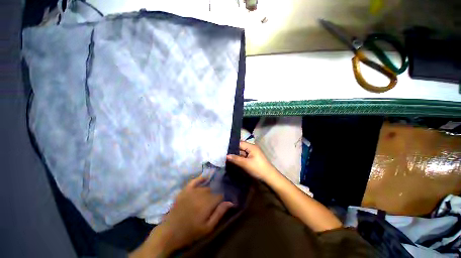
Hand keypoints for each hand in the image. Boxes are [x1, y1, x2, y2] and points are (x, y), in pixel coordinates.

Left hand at [130, 177, 232, 257]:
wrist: (170, 232)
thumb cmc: (190, 232)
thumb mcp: (208, 228)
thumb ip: (219, 213)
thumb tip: (231, 202)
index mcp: (207, 204)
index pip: (219, 196)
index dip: (221, 200)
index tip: (220, 204)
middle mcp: (201, 194)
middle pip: (212, 191)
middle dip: (214, 196)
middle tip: (212, 203)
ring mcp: (192, 191)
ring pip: (205, 187)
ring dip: (208, 190)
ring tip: (207, 197)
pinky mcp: (185, 190)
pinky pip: (194, 181)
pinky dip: (200, 178)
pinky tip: (205, 178)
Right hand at [226, 141, 278, 181]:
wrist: (269, 177)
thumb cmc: (257, 168)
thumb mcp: (245, 164)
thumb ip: (235, 159)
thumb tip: (226, 155)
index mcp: (251, 146)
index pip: (239, 143)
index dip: (232, 146)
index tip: (224, 148)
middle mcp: (252, 148)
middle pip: (241, 147)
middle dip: (233, 151)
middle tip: (224, 153)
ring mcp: (253, 153)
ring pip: (242, 152)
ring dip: (236, 155)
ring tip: (227, 157)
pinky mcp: (253, 158)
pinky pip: (245, 156)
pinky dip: (240, 158)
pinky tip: (234, 160)